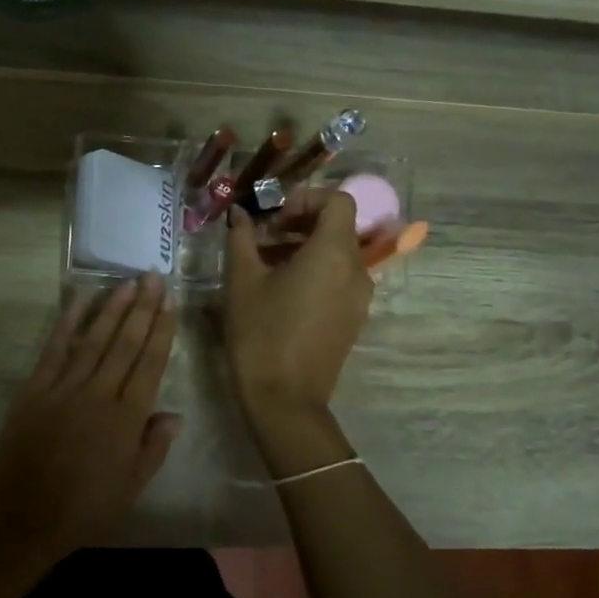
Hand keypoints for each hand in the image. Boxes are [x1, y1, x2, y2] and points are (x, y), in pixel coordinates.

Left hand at [0, 275, 180, 562]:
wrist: (21, 517)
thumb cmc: (83, 508)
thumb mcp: (131, 487)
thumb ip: (154, 448)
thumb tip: (174, 414)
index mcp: (127, 419)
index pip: (150, 364)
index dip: (161, 330)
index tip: (170, 302)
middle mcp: (99, 394)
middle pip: (126, 343)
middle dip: (142, 307)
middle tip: (153, 276)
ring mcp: (64, 387)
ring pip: (95, 339)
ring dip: (112, 307)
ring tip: (127, 282)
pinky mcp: (35, 388)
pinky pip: (55, 348)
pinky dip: (68, 321)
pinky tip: (79, 299)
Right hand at [223, 193, 370, 426]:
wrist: (284, 399)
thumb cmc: (260, 333)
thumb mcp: (242, 280)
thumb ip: (242, 238)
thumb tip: (239, 214)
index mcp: (333, 253)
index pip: (338, 201)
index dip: (306, 198)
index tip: (274, 218)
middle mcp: (356, 270)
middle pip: (338, 226)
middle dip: (300, 222)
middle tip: (263, 238)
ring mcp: (359, 297)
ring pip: (338, 253)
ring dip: (305, 247)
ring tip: (266, 264)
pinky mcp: (353, 318)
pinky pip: (339, 278)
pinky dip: (315, 270)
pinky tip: (281, 290)